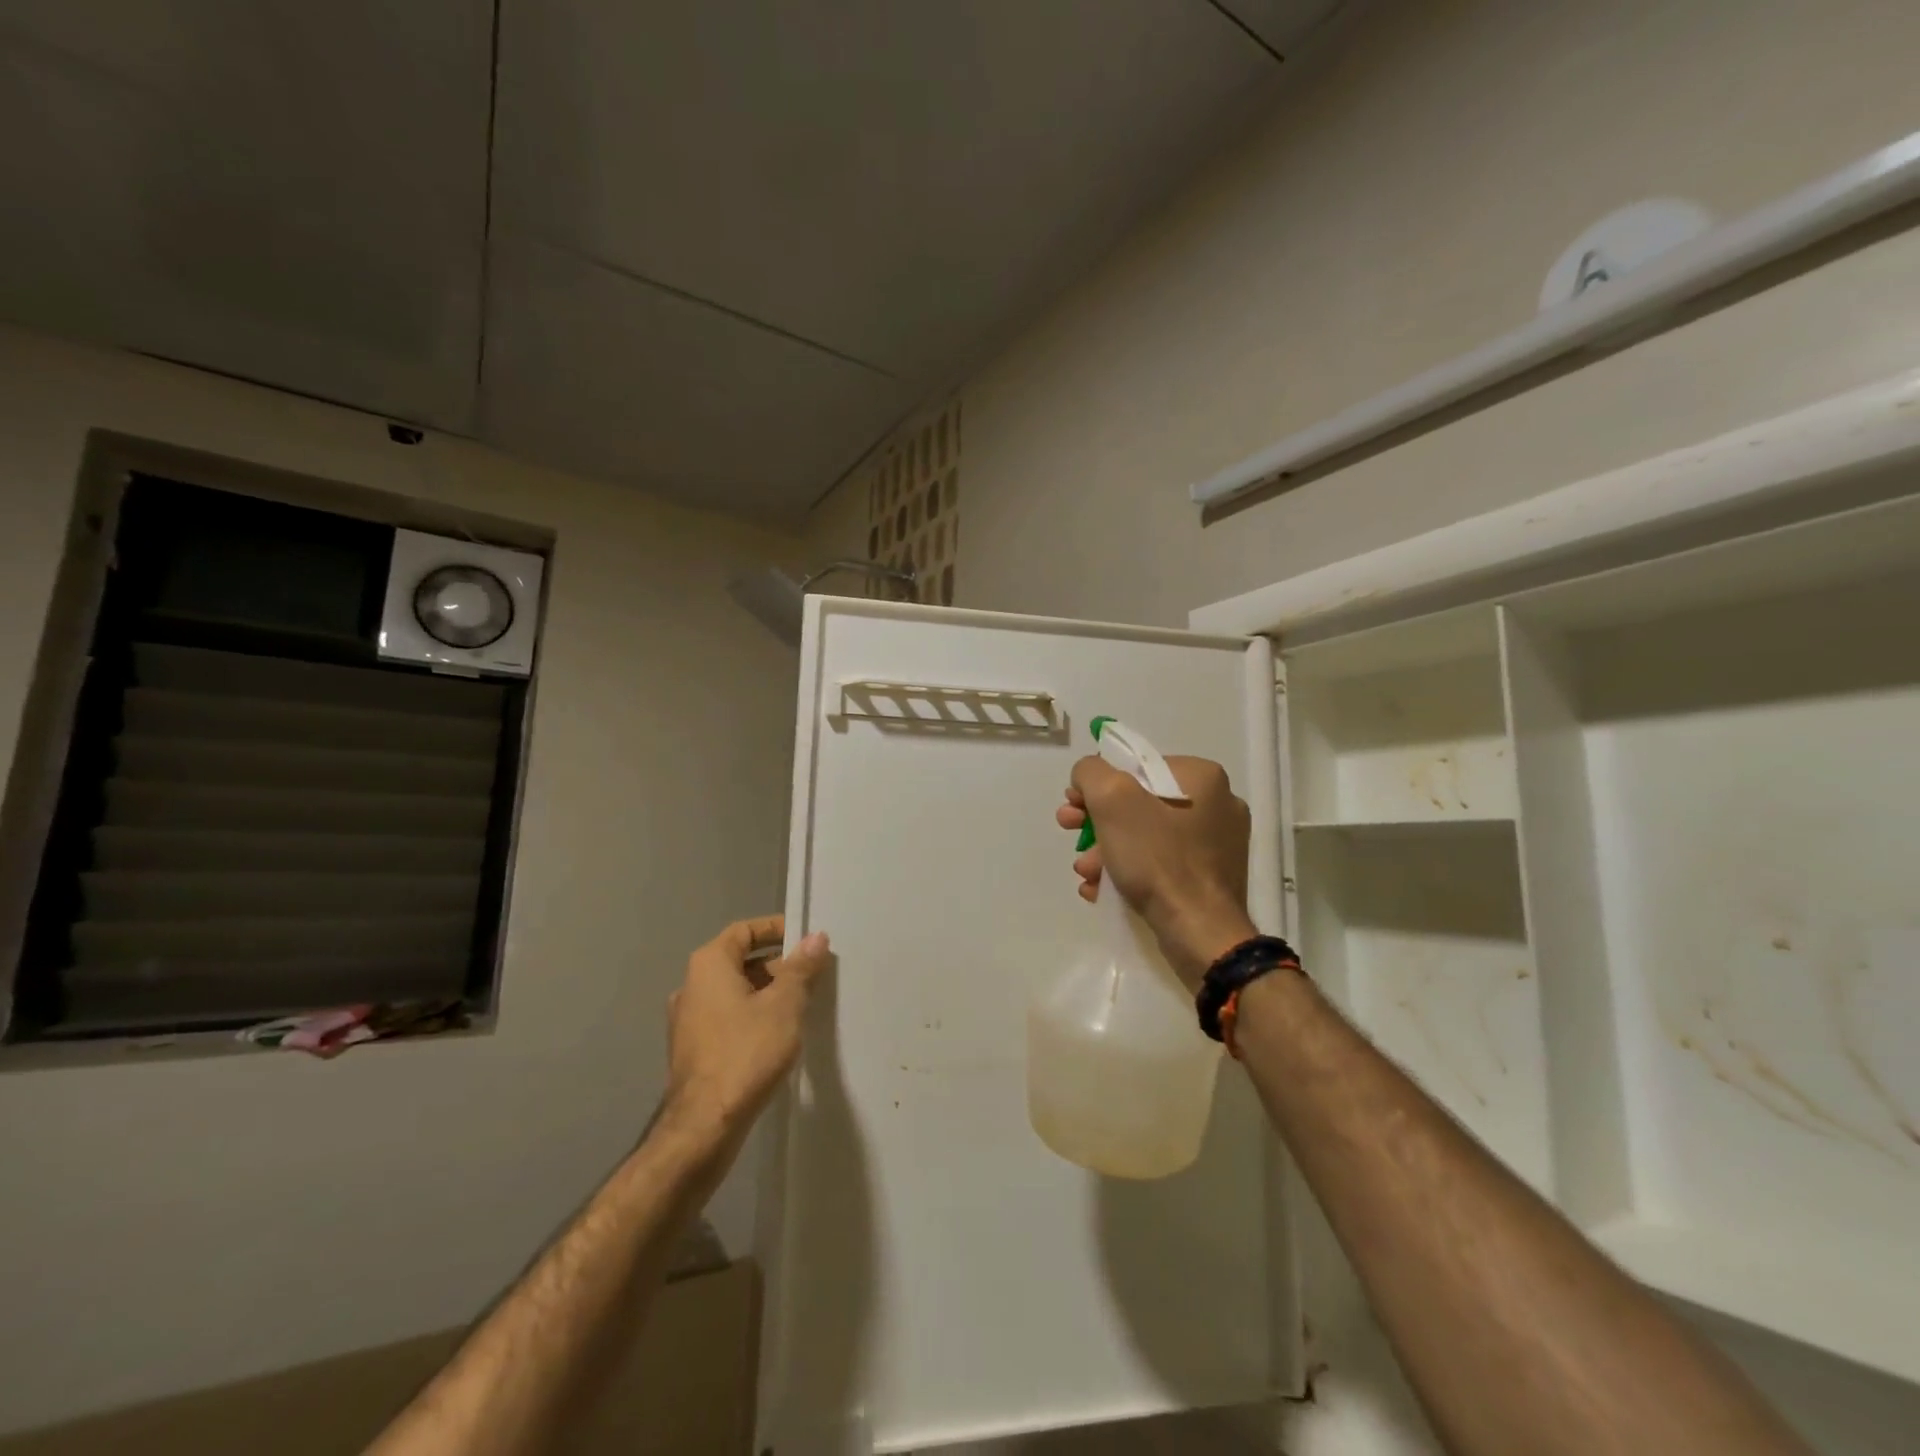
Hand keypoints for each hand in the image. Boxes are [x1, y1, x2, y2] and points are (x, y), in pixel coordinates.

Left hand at [665, 915, 831, 1133]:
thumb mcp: (784, 1005)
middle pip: (740, 961)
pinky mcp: (693, 1050)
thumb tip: (816, 938)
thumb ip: (801, 968)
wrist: (704, 1125)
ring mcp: (688, 1021)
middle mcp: (692, 986)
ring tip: (802, 1006)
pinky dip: (753, 1017)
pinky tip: (778, 1036)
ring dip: (767, 993)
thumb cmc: (746, 1052)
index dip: (776, 930)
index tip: (806, 940)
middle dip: (778, 965)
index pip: (745, 930)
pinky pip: (728, 1018)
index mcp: (709, 965)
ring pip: (735, 992)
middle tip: (813, 976)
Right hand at [1056, 756, 1256, 989]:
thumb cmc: (1158, 859)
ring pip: (1146, 835)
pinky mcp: (1210, 877)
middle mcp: (1217, 803)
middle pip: (1139, 801)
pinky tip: (1102, 888)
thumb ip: (1091, 773)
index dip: (1097, 783)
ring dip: (1106, 849)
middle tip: (1070, 832)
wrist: (1200, 933)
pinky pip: (1161, 862)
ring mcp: (1217, 844)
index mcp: (1202, 777)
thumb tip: (1088, 775)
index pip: (1136, 766)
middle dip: (1097, 820)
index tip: (1074, 806)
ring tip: (1085, 872)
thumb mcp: (1112, 800)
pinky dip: (1129, 870)